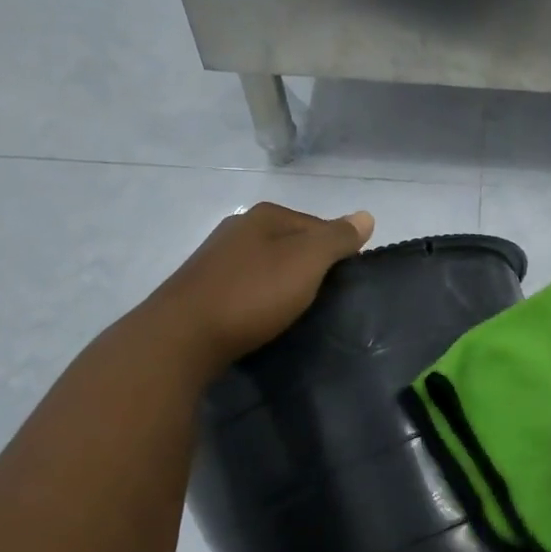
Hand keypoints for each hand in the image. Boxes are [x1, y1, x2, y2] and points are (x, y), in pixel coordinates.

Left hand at [148, 202, 374, 372]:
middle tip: (326, 300)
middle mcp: (238, 228)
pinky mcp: (203, 289)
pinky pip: (246, 287)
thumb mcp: (306, 262)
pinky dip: (261, 298)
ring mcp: (216, 258)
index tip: (347, 283)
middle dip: (310, 267)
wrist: (183, 336)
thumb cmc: (252, 294)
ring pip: (267, 266)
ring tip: (297, 312)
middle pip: (291, 244)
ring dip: (284, 284)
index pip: (318, 225)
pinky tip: (264, 318)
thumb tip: (366, 215)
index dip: (338, 251)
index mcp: (265, 216)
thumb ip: (337, 239)